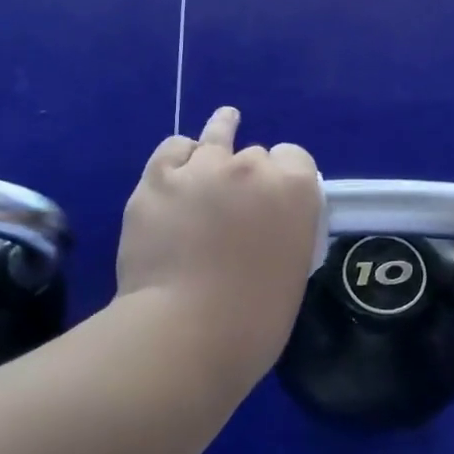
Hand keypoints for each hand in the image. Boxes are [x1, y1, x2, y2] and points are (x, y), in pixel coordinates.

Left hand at [116, 107, 321, 376]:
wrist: (185, 331)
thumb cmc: (253, 320)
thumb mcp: (292, 269)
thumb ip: (284, 230)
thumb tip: (265, 224)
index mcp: (294, 189)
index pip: (296, 157)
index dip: (286, 175)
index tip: (275, 201)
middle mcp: (251, 166)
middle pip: (255, 153)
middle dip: (249, 174)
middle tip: (236, 208)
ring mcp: (201, 168)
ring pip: (215, 137)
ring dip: (220, 137)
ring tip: (226, 121)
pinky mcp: (157, 179)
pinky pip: (173, 148)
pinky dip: (179, 157)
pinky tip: (181, 163)